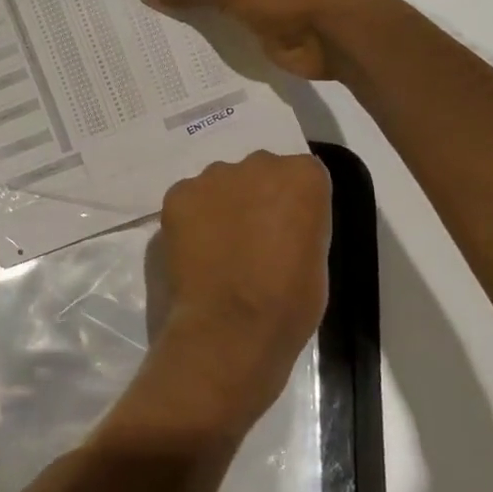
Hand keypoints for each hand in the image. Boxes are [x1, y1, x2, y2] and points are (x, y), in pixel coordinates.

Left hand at [134, 151, 332, 440]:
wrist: (231, 328)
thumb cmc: (288, 302)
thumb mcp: (316, 257)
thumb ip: (299, 224)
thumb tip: (278, 224)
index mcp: (303, 177)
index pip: (301, 176)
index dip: (292, 206)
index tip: (286, 233)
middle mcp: (258, 164)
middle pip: (258, 173)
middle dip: (255, 198)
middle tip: (250, 240)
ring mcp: (213, 177)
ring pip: (220, 184)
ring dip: (221, 206)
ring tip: (218, 249)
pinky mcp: (177, 195)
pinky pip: (188, 200)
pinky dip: (190, 219)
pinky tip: (194, 251)